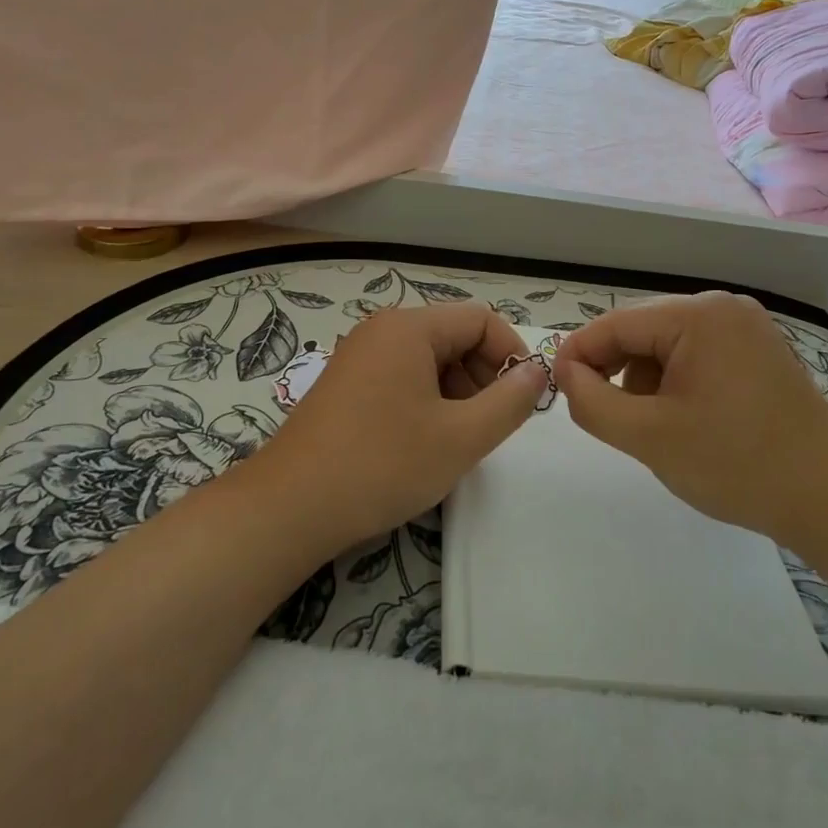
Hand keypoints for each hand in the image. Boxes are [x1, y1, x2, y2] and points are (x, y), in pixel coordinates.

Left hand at [241, 303, 549, 551]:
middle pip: (454, 337)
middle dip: (483, 376)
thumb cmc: (382, 464)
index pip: (481, 320)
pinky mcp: (346, 384)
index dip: (511, 354)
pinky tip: (424, 442)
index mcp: (409, 328)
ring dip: (457, 392)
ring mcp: (359, 356)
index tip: (523, 400)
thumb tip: (538, 372)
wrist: (290, 506)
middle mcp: (382, 330)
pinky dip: (427, 401)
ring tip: (458, 439)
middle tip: (490, 426)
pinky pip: (402, 377)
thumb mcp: (461, 437)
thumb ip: (510, 402)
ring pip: (429, 360)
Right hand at [553, 292, 827, 536]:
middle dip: (615, 370)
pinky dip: (675, 381)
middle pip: (642, 330)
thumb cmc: (737, 465)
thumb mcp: (649, 436)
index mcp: (698, 315)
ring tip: (653, 426)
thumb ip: (592, 401)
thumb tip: (565, 373)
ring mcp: (745, 327)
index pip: (616, 323)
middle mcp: (722, 307)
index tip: (555, 388)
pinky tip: (683, 418)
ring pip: (666, 343)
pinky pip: (696, 354)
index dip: (578, 354)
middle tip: (602, 415)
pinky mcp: (757, 351)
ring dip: (645, 379)